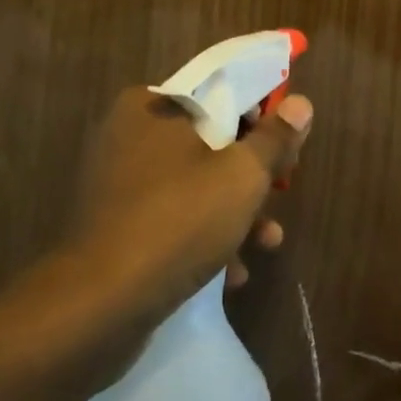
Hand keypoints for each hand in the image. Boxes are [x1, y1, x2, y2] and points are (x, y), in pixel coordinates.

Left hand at [59, 87, 313, 325]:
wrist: (99, 307)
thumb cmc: (179, 220)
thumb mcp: (243, 175)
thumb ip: (275, 138)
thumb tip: (300, 104)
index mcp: (152, 107)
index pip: (220, 93)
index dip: (262, 115)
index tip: (288, 143)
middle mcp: (129, 136)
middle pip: (211, 141)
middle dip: (251, 173)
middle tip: (281, 191)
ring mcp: (118, 184)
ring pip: (195, 184)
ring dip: (235, 210)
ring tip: (268, 240)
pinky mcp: (115, 227)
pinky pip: (171, 218)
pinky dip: (203, 236)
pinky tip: (232, 272)